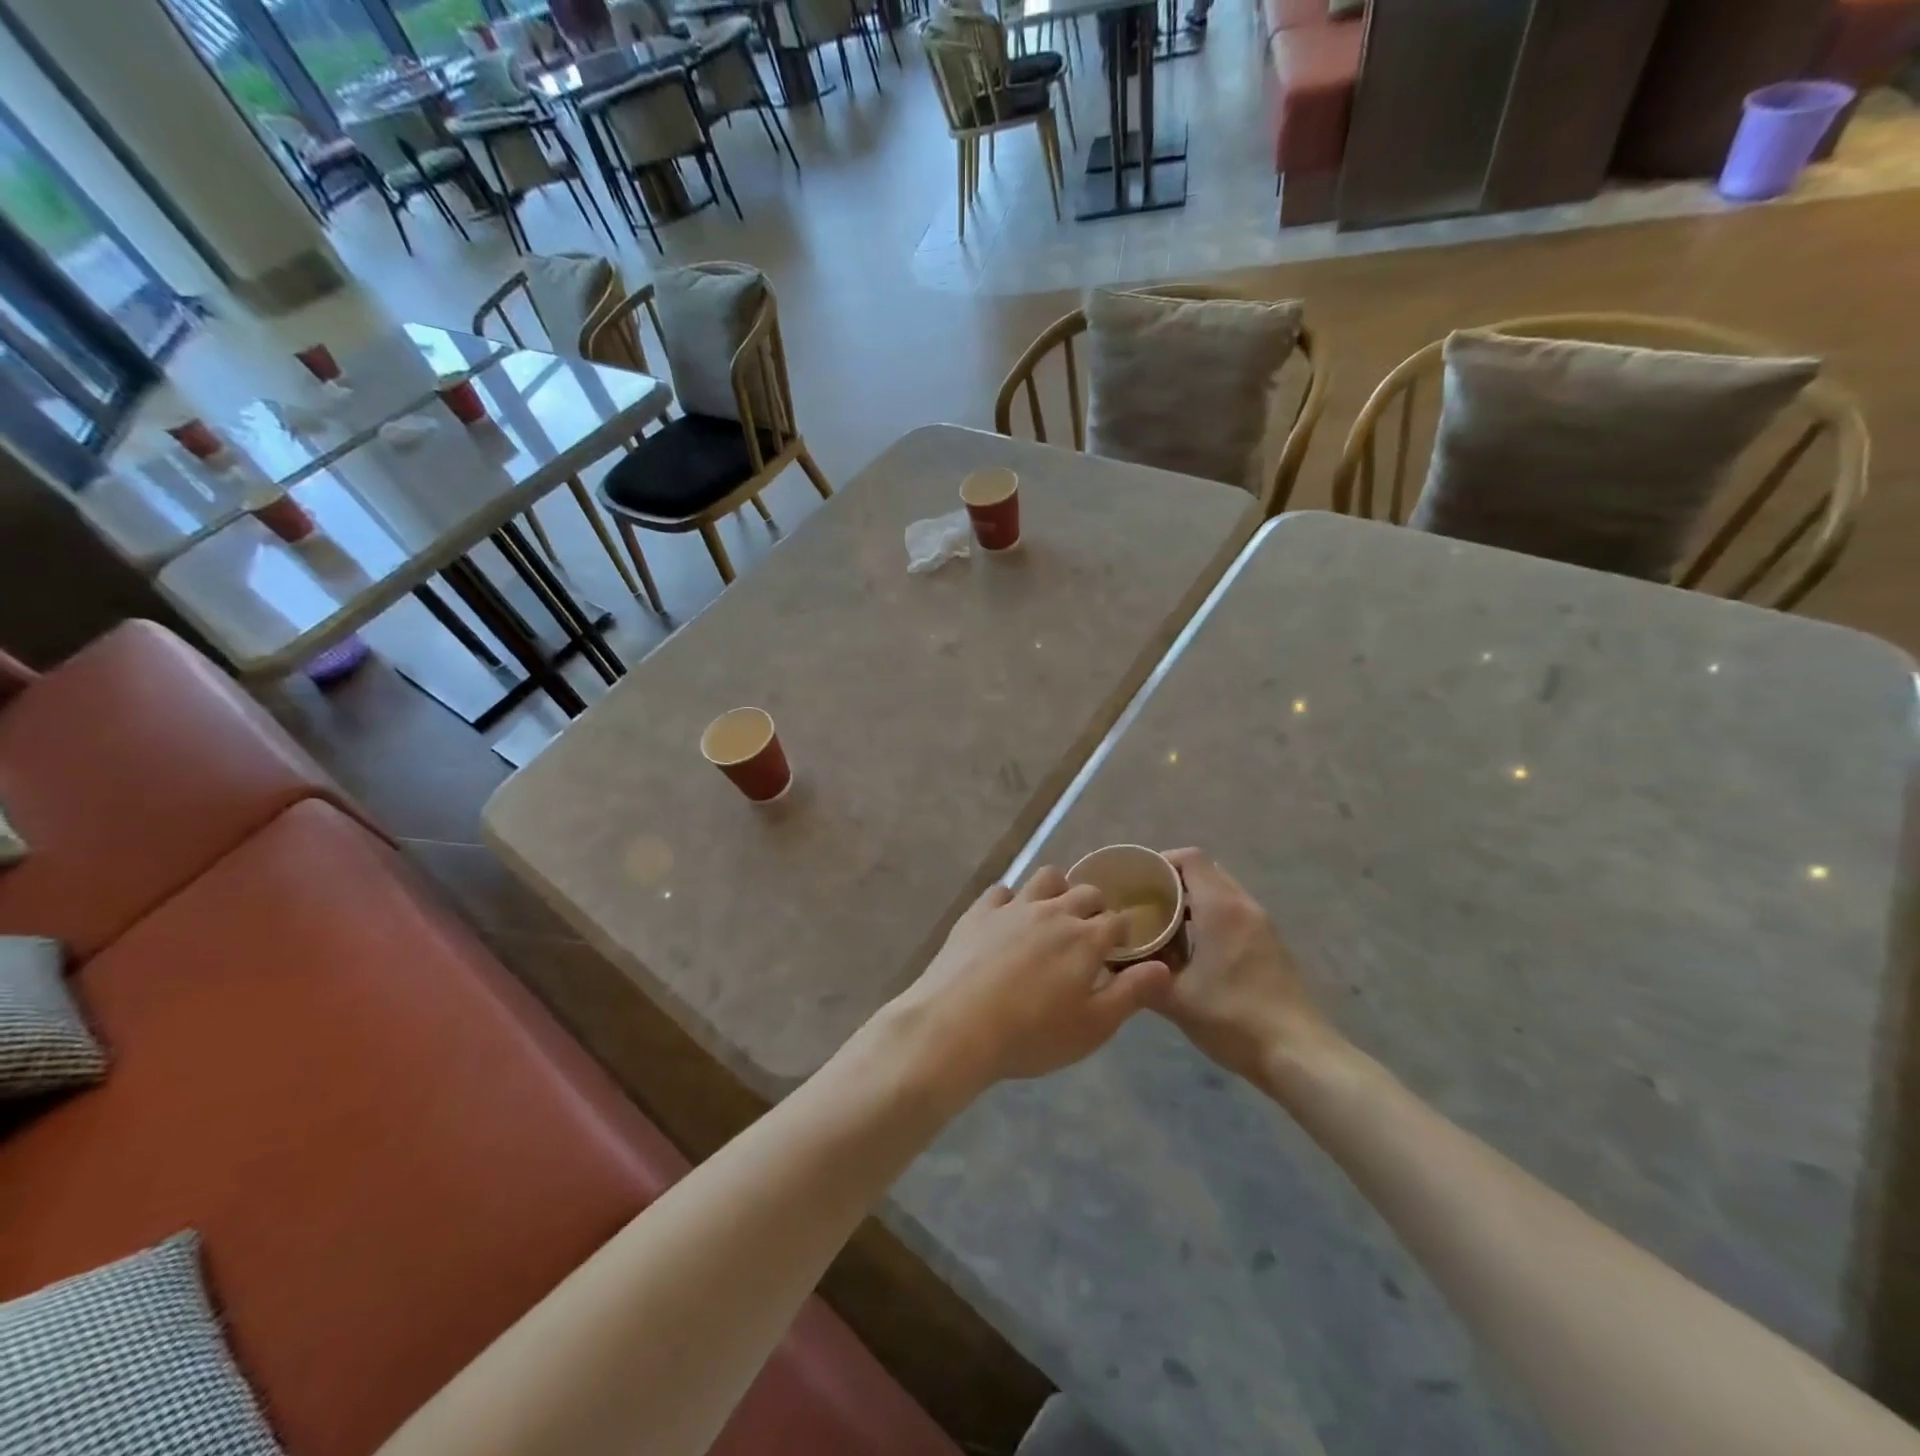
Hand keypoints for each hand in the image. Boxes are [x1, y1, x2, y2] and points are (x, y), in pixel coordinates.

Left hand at [885, 867, 1173, 1098]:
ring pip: (1046, 878)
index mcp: (1085, 938)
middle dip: (1096, 908)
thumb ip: (1132, 994)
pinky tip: (1008, 920)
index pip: (1118, 921)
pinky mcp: (979, 911)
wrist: (956, 1027)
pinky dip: (1012, 900)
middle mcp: (1053, 912)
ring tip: (1053, 916)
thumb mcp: (1093, 1027)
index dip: (1124, 933)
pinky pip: (1002, 891)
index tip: (1121, 949)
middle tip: (1090, 934)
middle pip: (1086, 892)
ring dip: (1057, 890)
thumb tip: (1164, 967)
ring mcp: (1013, 907)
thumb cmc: (1031, 1034)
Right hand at [1158, 849, 1333, 1085]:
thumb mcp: (1175, 999)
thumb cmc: (1232, 1018)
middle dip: (1173, 882)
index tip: (1136, 881)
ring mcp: (1262, 925)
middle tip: (1144, 903)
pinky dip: (1210, 918)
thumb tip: (1111, 960)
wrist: (1298, 1054)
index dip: (1160, 862)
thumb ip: (1140, 974)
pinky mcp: (1271, 945)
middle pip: (1205, 872)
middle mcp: (1244, 906)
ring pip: (1221, 893)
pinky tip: (1193, 950)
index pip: (1190, 858)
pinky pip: (1234, 914)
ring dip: (1192, 901)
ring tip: (1163, 926)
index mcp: (1221, 908)